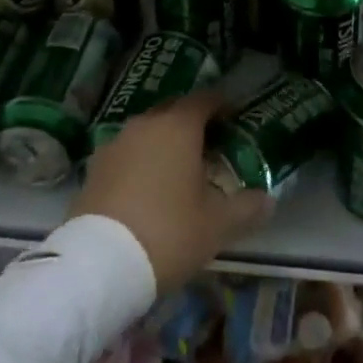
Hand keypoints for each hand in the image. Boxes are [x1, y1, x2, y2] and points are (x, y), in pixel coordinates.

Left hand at [69, 87, 273, 291]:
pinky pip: (126, 153)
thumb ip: (247, 208)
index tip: (234, 117)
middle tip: (210, 144)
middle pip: (174, 110)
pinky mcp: (94, 167)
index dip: (221, 104)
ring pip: (147, 131)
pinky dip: (140, 161)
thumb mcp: (217, 225)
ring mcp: (116, 143)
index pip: (205, 99)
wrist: (99, 263)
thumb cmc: (168, 232)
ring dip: (163, 141)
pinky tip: (147, 187)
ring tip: (178, 168)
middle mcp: (146, 124)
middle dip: (192, 122)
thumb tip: (268, 200)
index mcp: (179, 126)